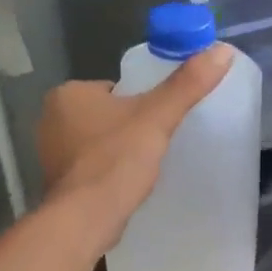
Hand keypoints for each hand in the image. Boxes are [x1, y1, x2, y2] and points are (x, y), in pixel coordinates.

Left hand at [38, 44, 234, 250]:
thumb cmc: (116, 160)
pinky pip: (90, 166)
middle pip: (106, 114)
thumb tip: (222, 51)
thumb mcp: (157, 117)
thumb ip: (187, 85)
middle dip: (128, 128)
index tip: (157, 122)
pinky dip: (106, 172)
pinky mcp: (57, 181)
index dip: (139, 103)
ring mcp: (49, 152)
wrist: (85, 219)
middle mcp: (50, 119)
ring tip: (141, 167)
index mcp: (67, 94)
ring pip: (97, 141)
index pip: (114, 89)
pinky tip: (123, 184)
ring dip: (117, 150)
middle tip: (153, 145)